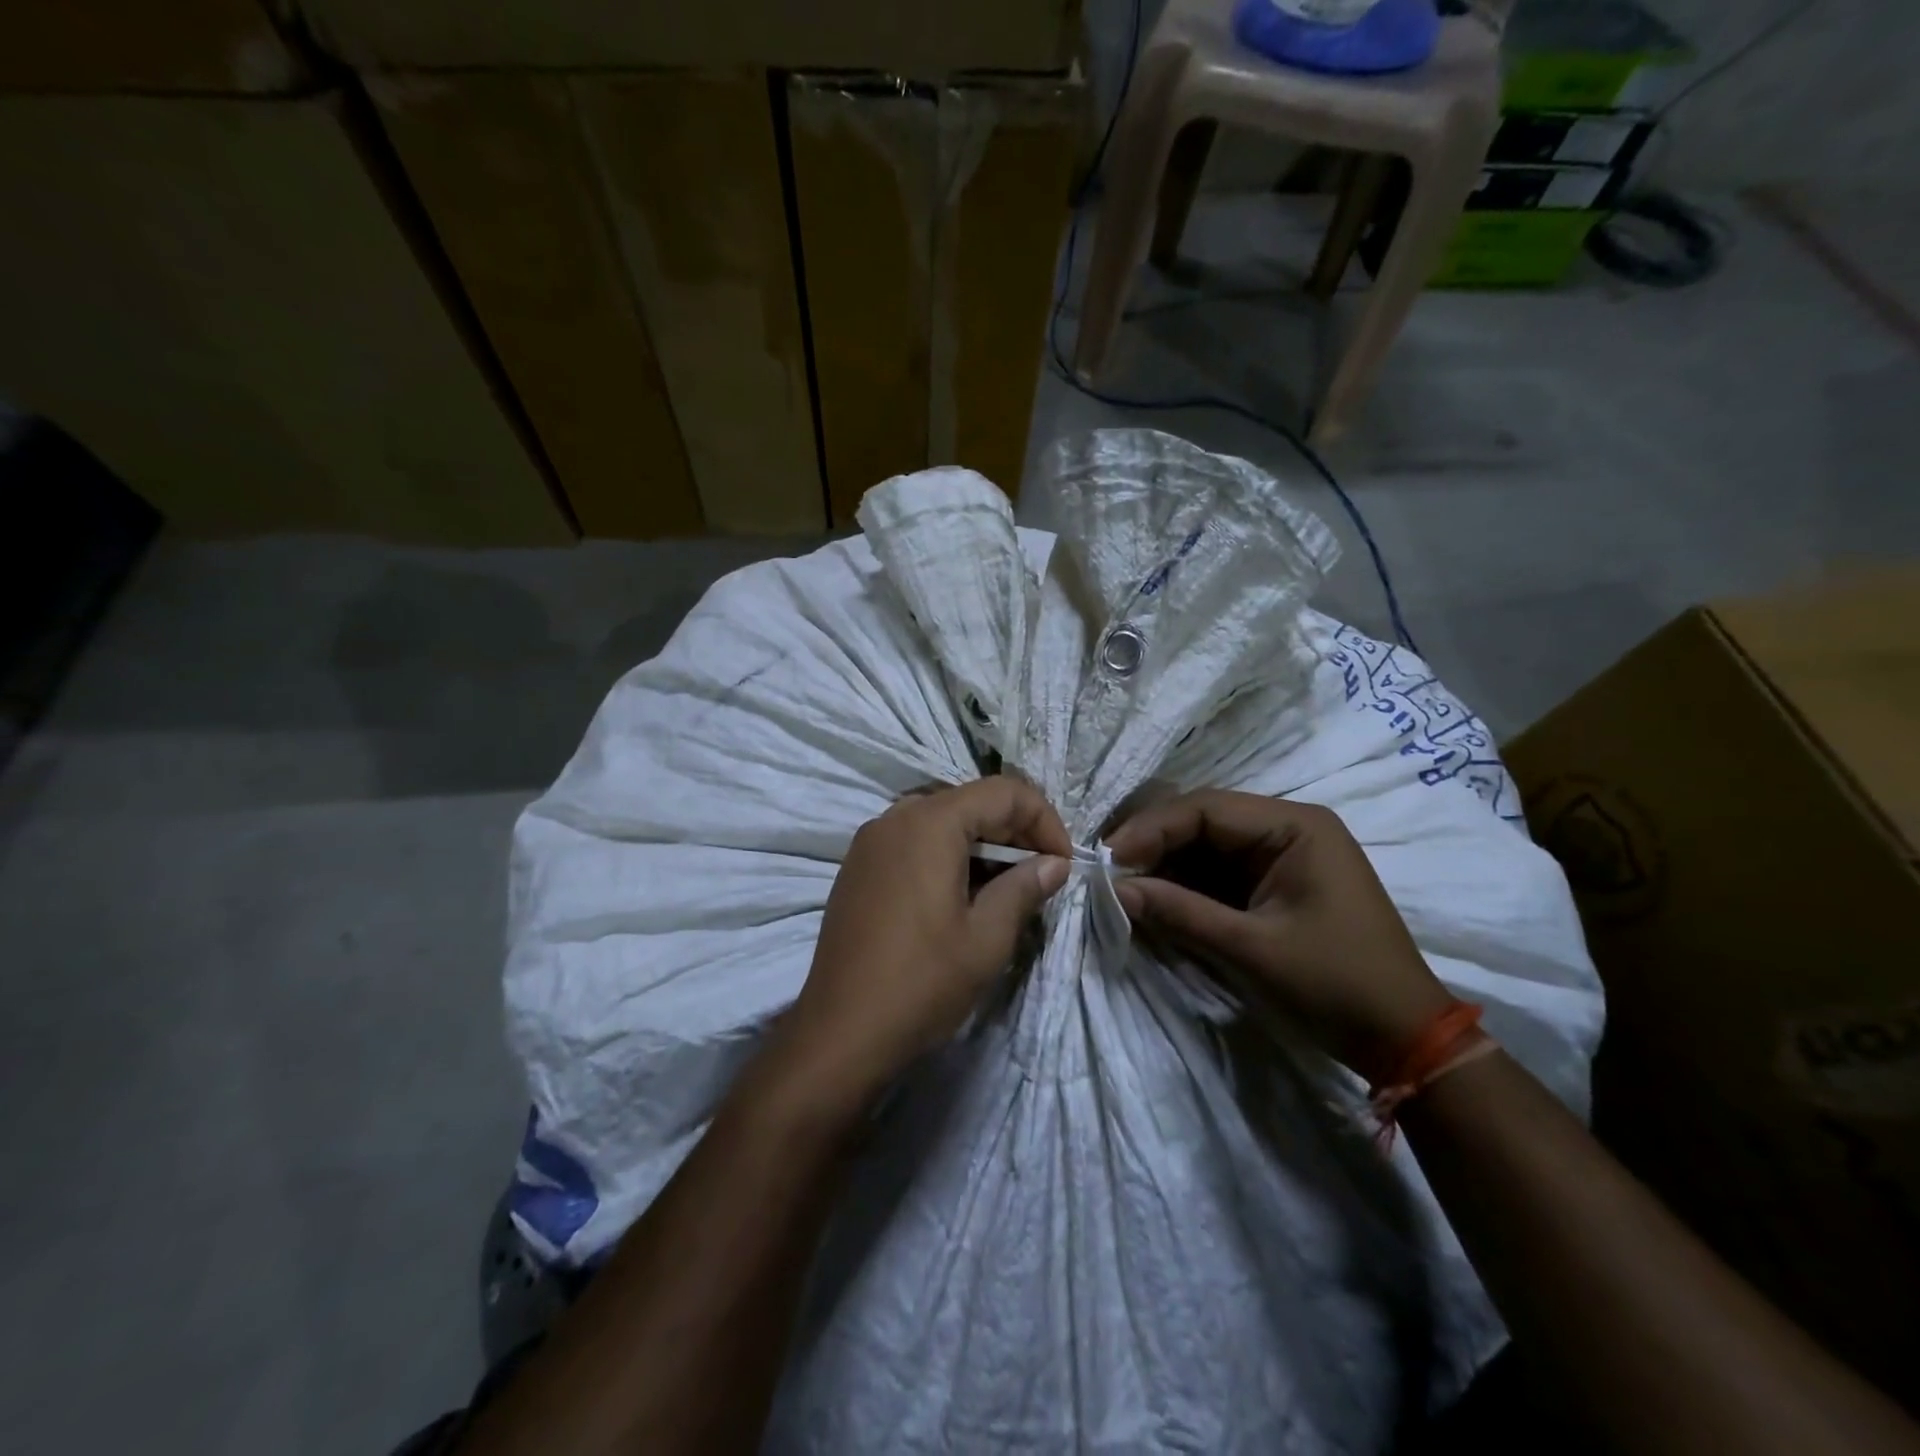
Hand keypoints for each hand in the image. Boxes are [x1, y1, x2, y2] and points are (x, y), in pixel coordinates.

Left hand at [783, 776, 1071, 1106]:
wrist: (840, 1032)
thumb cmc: (922, 982)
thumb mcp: (987, 937)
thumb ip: (1025, 887)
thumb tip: (1055, 863)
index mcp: (930, 822)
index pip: (1003, 792)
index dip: (1043, 820)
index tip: (1063, 863)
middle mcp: (896, 817)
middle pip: (970, 801)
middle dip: (1014, 831)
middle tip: (1041, 875)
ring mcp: (870, 841)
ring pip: (941, 821)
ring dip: (981, 844)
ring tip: (1006, 888)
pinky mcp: (857, 867)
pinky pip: (913, 841)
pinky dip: (947, 855)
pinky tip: (961, 896)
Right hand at [1106, 790, 1451, 1083]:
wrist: (1404, 1038)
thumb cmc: (1335, 984)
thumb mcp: (1251, 948)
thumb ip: (1180, 912)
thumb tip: (1114, 891)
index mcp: (1294, 825)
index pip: (1206, 808)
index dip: (1151, 828)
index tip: (1108, 858)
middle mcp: (1288, 827)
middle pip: (1203, 820)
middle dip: (1154, 844)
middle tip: (1108, 872)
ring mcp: (1282, 855)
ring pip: (1206, 846)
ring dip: (1165, 865)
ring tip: (1123, 887)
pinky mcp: (1275, 883)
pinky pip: (1218, 872)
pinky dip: (1185, 885)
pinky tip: (1155, 899)